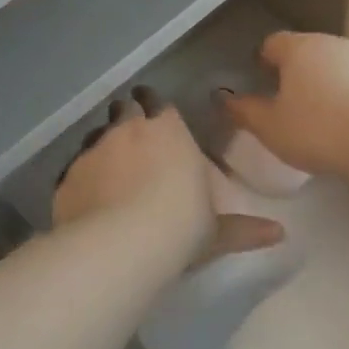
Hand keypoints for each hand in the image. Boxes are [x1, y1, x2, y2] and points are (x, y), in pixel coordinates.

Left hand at [55, 88, 284, 265]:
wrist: (121, 245)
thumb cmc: (180, 226)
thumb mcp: (216, 231)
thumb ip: (244, 228)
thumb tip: (280, 234)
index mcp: (167, 130)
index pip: (158, 103)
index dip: (155, 108)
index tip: (156, 116)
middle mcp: (127, 129)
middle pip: (124, 109)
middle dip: (128, 118)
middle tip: (134, 139)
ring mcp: (93, 149)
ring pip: (96, 135)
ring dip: (104, 146)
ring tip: (110, 170)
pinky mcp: (68, 175)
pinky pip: (75, 168)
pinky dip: (83, 176)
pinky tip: (88, 197)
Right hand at [221, 33, 348, 177]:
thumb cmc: (318, 131)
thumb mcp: (270, 128)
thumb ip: (245, 111)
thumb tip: (225, 99)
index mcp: (300, 48)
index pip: (273, 43)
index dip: (264, 60)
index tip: (261, 82)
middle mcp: (334, 44)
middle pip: (307, 51)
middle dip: (296, 72)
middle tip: (289, 103)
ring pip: (338, 66)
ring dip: (328, 84)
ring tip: (323, 117)